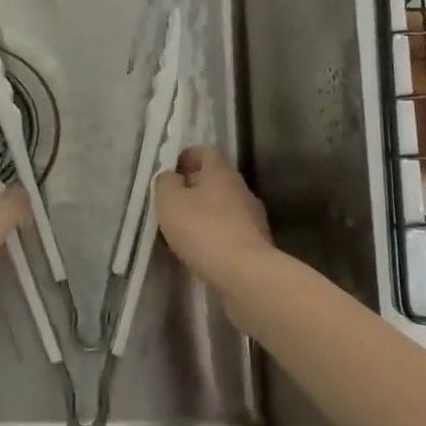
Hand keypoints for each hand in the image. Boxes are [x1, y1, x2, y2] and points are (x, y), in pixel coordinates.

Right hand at [154, 145, 271, 281]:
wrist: (246, 274)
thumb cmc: (203, 229)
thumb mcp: (170, 201)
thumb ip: (166, 183)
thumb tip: (171, 177)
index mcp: (221, 172)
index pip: (207, 151)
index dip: (189, 156)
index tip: (172, 171)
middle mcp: (242, 189)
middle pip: (217, 180)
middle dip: (195, 188)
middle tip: (174, 204)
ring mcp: (254, 218)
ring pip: (225, 207)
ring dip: (206, 215)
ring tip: (185, 232)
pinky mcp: (258, 245)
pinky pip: (232, 232)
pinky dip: (217, 237)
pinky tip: (203, 252)